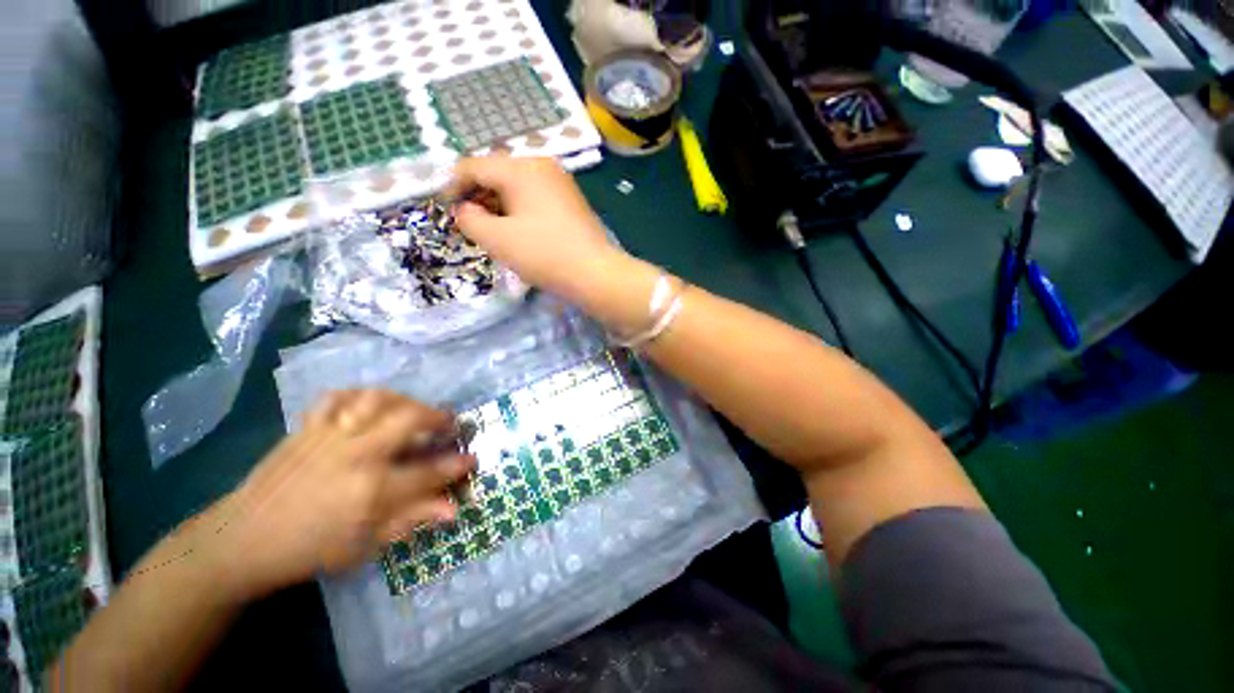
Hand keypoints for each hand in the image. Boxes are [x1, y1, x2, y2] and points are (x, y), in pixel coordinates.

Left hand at [194, 390, 475, 599]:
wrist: (241, 540)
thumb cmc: (308, 550)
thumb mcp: (365, 546)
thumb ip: (411, 520)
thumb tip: (453, 508)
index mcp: (371, 491)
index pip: (429, 472)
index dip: (456, 465)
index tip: (471, 459)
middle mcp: (356, 455)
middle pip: (410, 417)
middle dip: (438, 417)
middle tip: (448, 425)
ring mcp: (329, 436)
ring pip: (377, 399)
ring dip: (405, 400)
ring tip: (414, 410)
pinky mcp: (307, 427)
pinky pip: (338, 397)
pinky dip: (360, 396)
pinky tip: (370, 406)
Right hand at [449, 156, 622, 300]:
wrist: (595, 273)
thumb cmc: (544, 255)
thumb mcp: (497, 239)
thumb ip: (469, 219)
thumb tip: (466, 210)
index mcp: (520, 167)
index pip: (473, 166)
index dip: (453, 187)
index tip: (448, 212)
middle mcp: (541, 165)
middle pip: (497, 173)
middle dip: (479, 197)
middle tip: (473, 225)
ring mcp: (560, 182)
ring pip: (517, 186)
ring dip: (499, 204)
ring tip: (496, 232)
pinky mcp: (571, 200)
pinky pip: (536, 197)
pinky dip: (520, 209)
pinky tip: (521, 231)